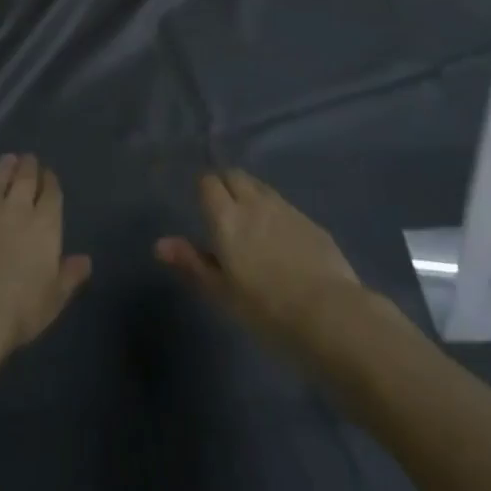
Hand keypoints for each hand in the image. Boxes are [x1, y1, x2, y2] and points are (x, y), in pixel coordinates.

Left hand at [0, 153, 91, 365]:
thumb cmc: (18, 311)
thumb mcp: (53, 299)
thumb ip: (70, 275)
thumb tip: (86, 260)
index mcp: (45, 226)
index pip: (51, 195)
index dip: (51, 182)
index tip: (49, 174)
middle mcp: (17, 210)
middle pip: (25, 180)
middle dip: (28, 167)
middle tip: (28, 158)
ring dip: (4, 168)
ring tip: (8, 159)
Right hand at [156, 170, 366, 362]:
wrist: (330, 315)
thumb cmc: (266, 310)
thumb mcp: (222, 293)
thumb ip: (192, 263)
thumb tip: (160, 244)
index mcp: (226, 216)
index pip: (208, 182)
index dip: (204, 191)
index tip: (203, 209)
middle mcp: (254, 202)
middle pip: (235, 175)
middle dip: (227, 185)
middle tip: (225, 214)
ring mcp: (286, 208)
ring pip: (260, 187)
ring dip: (251, 196)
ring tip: (252, 226)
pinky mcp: (310, 221)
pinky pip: (284, 205)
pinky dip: (276, 213)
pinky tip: (281, 241)